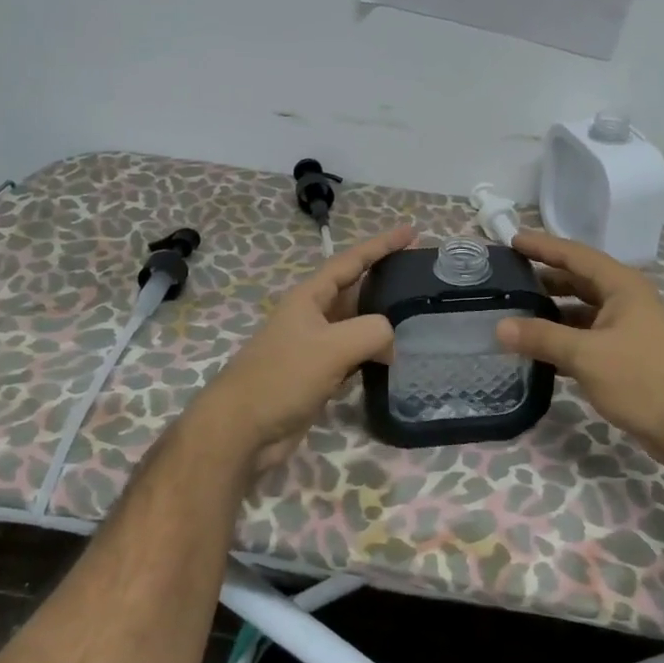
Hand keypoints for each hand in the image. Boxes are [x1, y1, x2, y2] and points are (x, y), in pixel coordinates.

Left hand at [197, 224, 415, 471]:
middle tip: (421, 275)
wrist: (242, 430)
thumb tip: (390, 345)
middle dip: (385, 279)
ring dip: (383, 320)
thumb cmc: (282, 378)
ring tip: (416, 316)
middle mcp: (312, 316)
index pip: (351, 261)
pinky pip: (354, 355)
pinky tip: (394, 359)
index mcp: (309, 297)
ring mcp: (314, 347)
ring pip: (356, 325)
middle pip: (355, 289)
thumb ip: (372, 332)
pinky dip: (374, 353)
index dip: (381, 245)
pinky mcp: (318, 376)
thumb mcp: (332, 347)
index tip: (411, 232)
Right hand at [496, 231, 663, 471]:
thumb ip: (542, 337)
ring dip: (552, 311)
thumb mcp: (586, 356)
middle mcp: (626, 300)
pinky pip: (588, 335)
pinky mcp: (628, 354)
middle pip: (579, 280)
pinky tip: (539, 349)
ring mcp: (629, 327)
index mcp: (622, 286)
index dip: (543, 246)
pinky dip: (564, 337)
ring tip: (516, 312)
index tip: (512, 239)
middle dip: (545, 277)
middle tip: (507, 278)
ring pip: (583, 310)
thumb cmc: (642, 380)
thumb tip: (499, 326)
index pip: (575, 255)